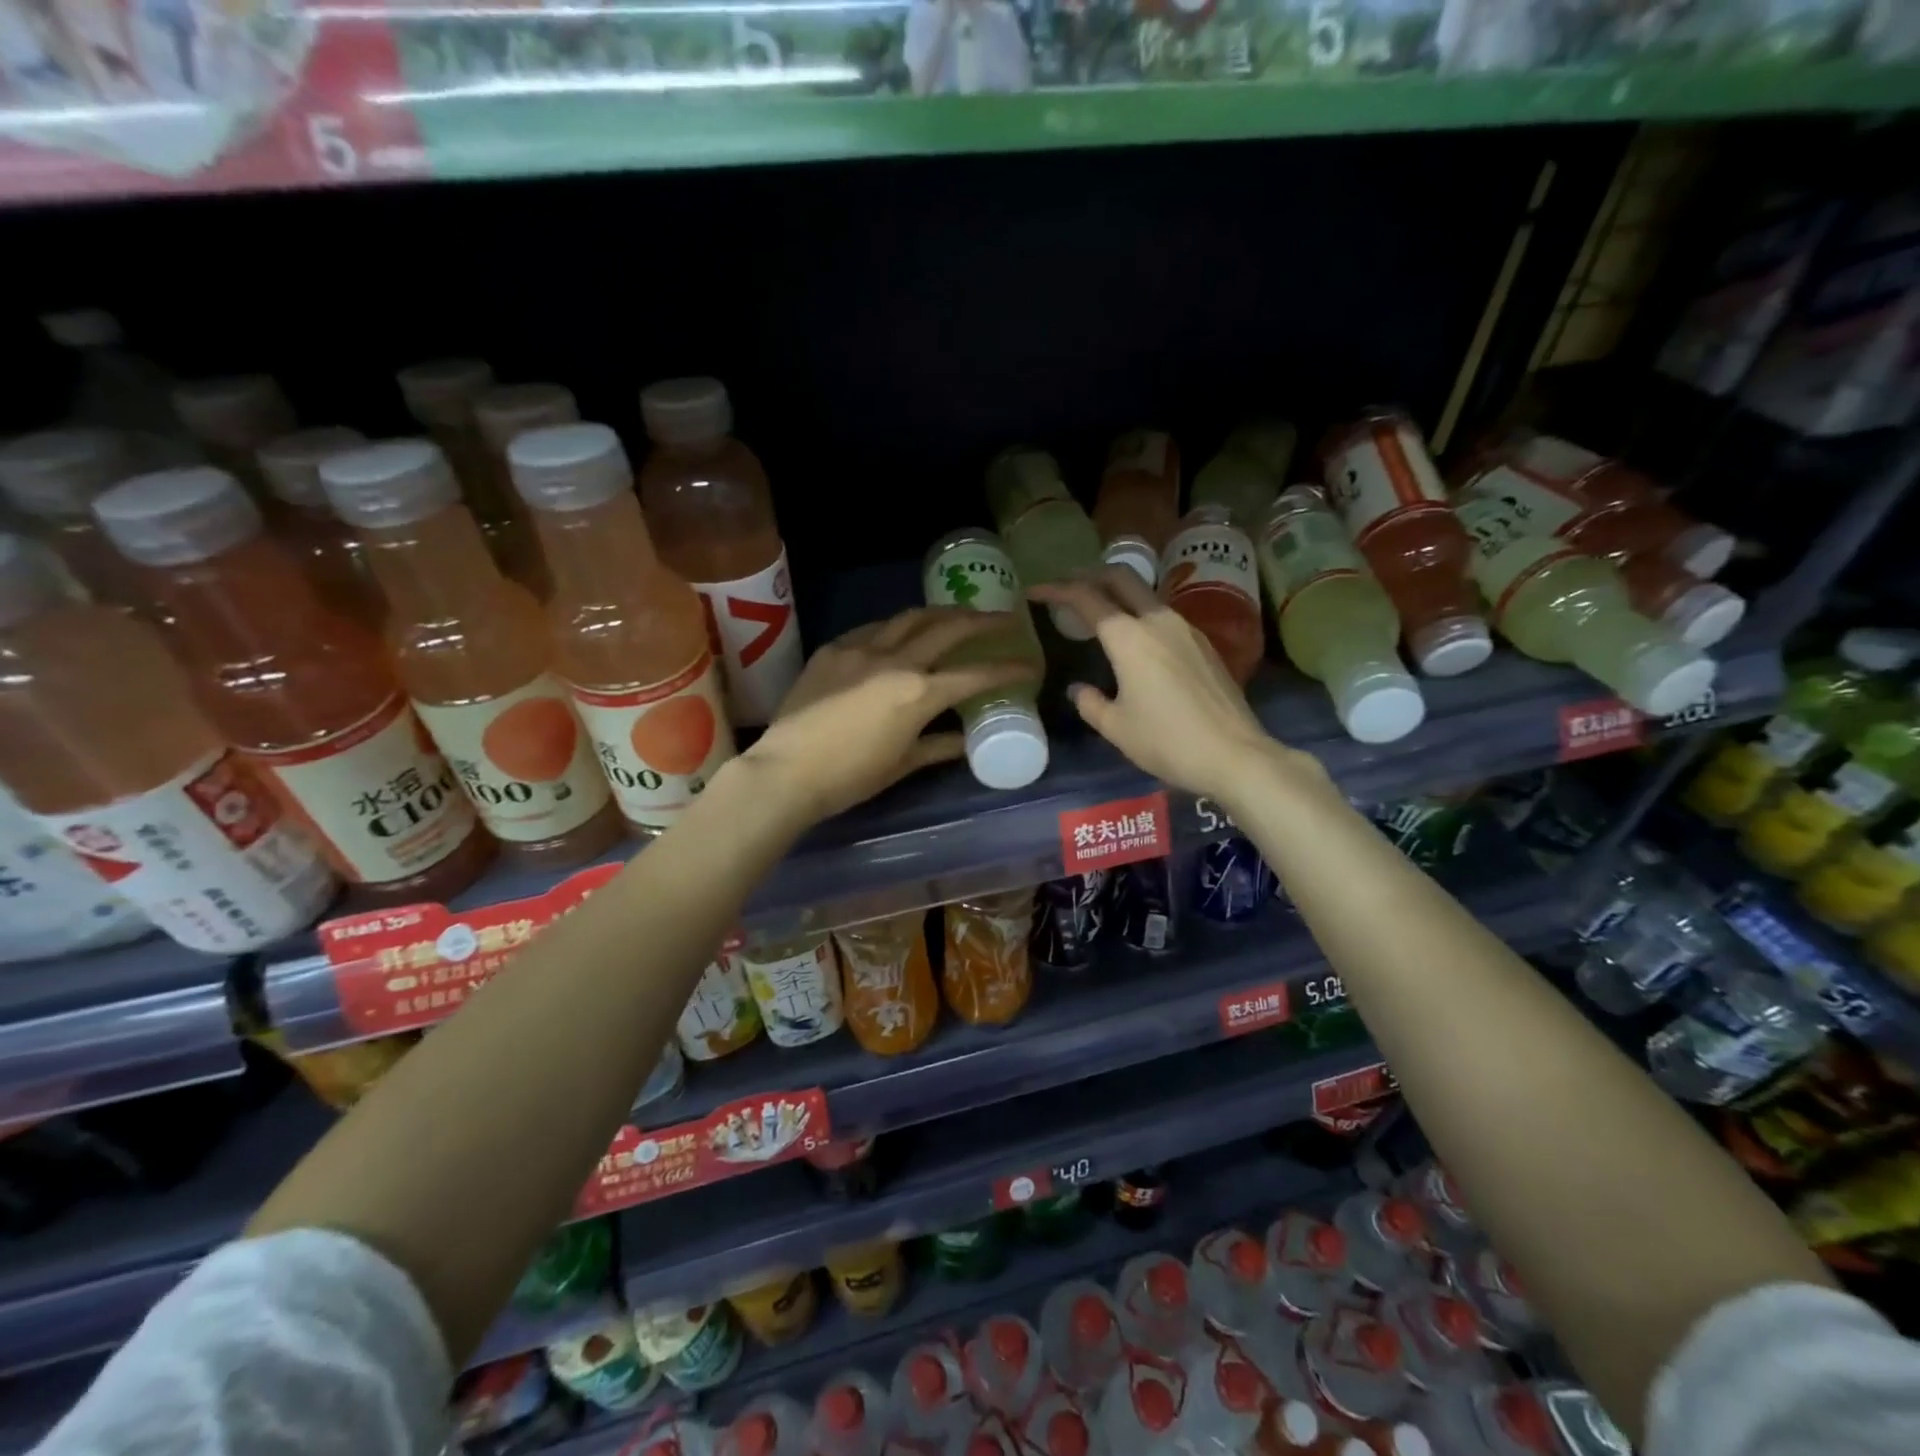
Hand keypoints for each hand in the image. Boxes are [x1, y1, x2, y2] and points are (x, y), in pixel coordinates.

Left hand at [742, 606, 1037, 824]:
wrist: (785, 771)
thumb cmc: (849, 777)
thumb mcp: (901, 764)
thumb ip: (938, 747)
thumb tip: (965, 742)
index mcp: (918, 694)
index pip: (975, 675)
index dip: (1008, 668)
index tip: (1029, 665)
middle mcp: (896, 661)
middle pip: (948, 627)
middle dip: (981, 621)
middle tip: (1002, 619)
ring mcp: (861, 649)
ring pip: (909, 618)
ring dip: (939, 613)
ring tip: (955, 615)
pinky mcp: (833, 649)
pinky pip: (873, 629)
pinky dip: (895, 627)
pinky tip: (899, 634)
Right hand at [1030, 569, 1308, 804]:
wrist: (1234, 754)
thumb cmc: (1167, 741)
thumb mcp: (1116, 728)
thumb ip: (1090, 703)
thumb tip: (1079, 689)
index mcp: (1129, 638)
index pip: (1086, 598)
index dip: (1057, 590)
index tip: (1036, 591)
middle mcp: (1158, 621)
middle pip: (1121, 578)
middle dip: (1089, 576)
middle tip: (1067, 587)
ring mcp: (1186, 629)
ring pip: (1145, 595)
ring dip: (1118, 594)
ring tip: (1098, 612)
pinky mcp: (1203, 644)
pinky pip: (1163, 616)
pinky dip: (1139, 615)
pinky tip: (1134, 640)